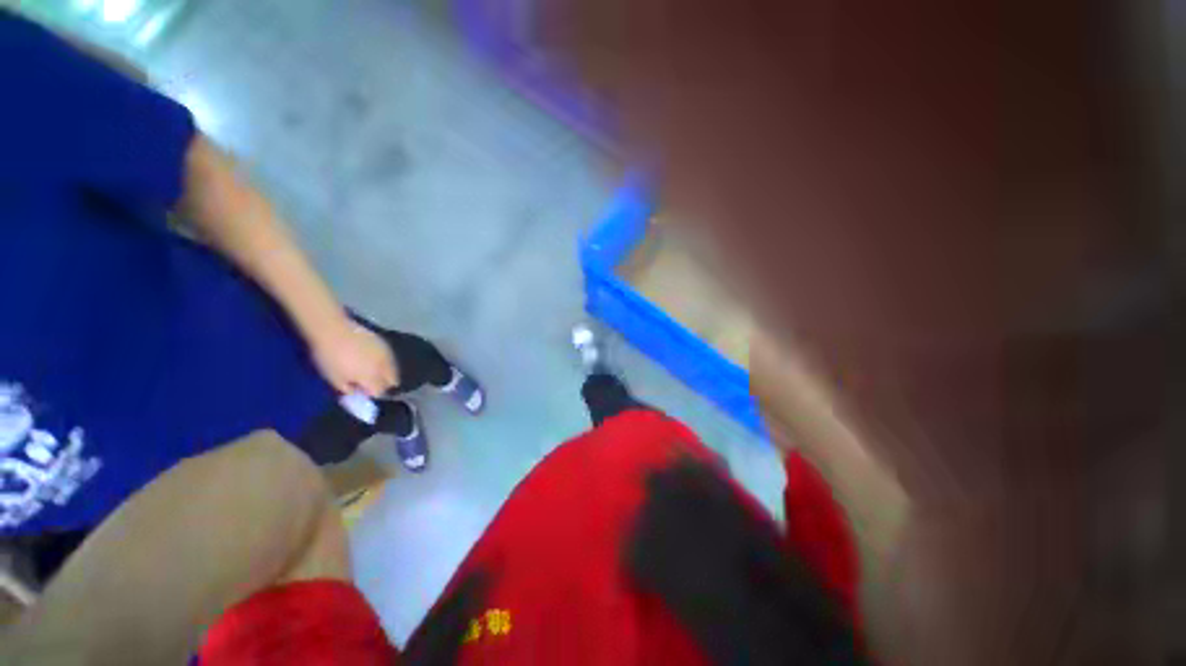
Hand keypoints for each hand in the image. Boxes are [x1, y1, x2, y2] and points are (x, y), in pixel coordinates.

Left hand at [311, 321, 398, 396]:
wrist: (333, 330)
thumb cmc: (330, 357)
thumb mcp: (333, 378)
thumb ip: (348, 389)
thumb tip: (357, 393)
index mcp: (371, 377)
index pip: (380, 392)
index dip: (371, 394)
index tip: (363, 392)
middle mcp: (384, 367)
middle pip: (392, 381)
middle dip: (383, 385)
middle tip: (371, 384)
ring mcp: (386, 355)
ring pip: (393, 369)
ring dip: (386, 373)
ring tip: (373, 372)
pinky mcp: (385, 344)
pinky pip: (390, 358)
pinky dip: (386, 363)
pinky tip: (375, 361)